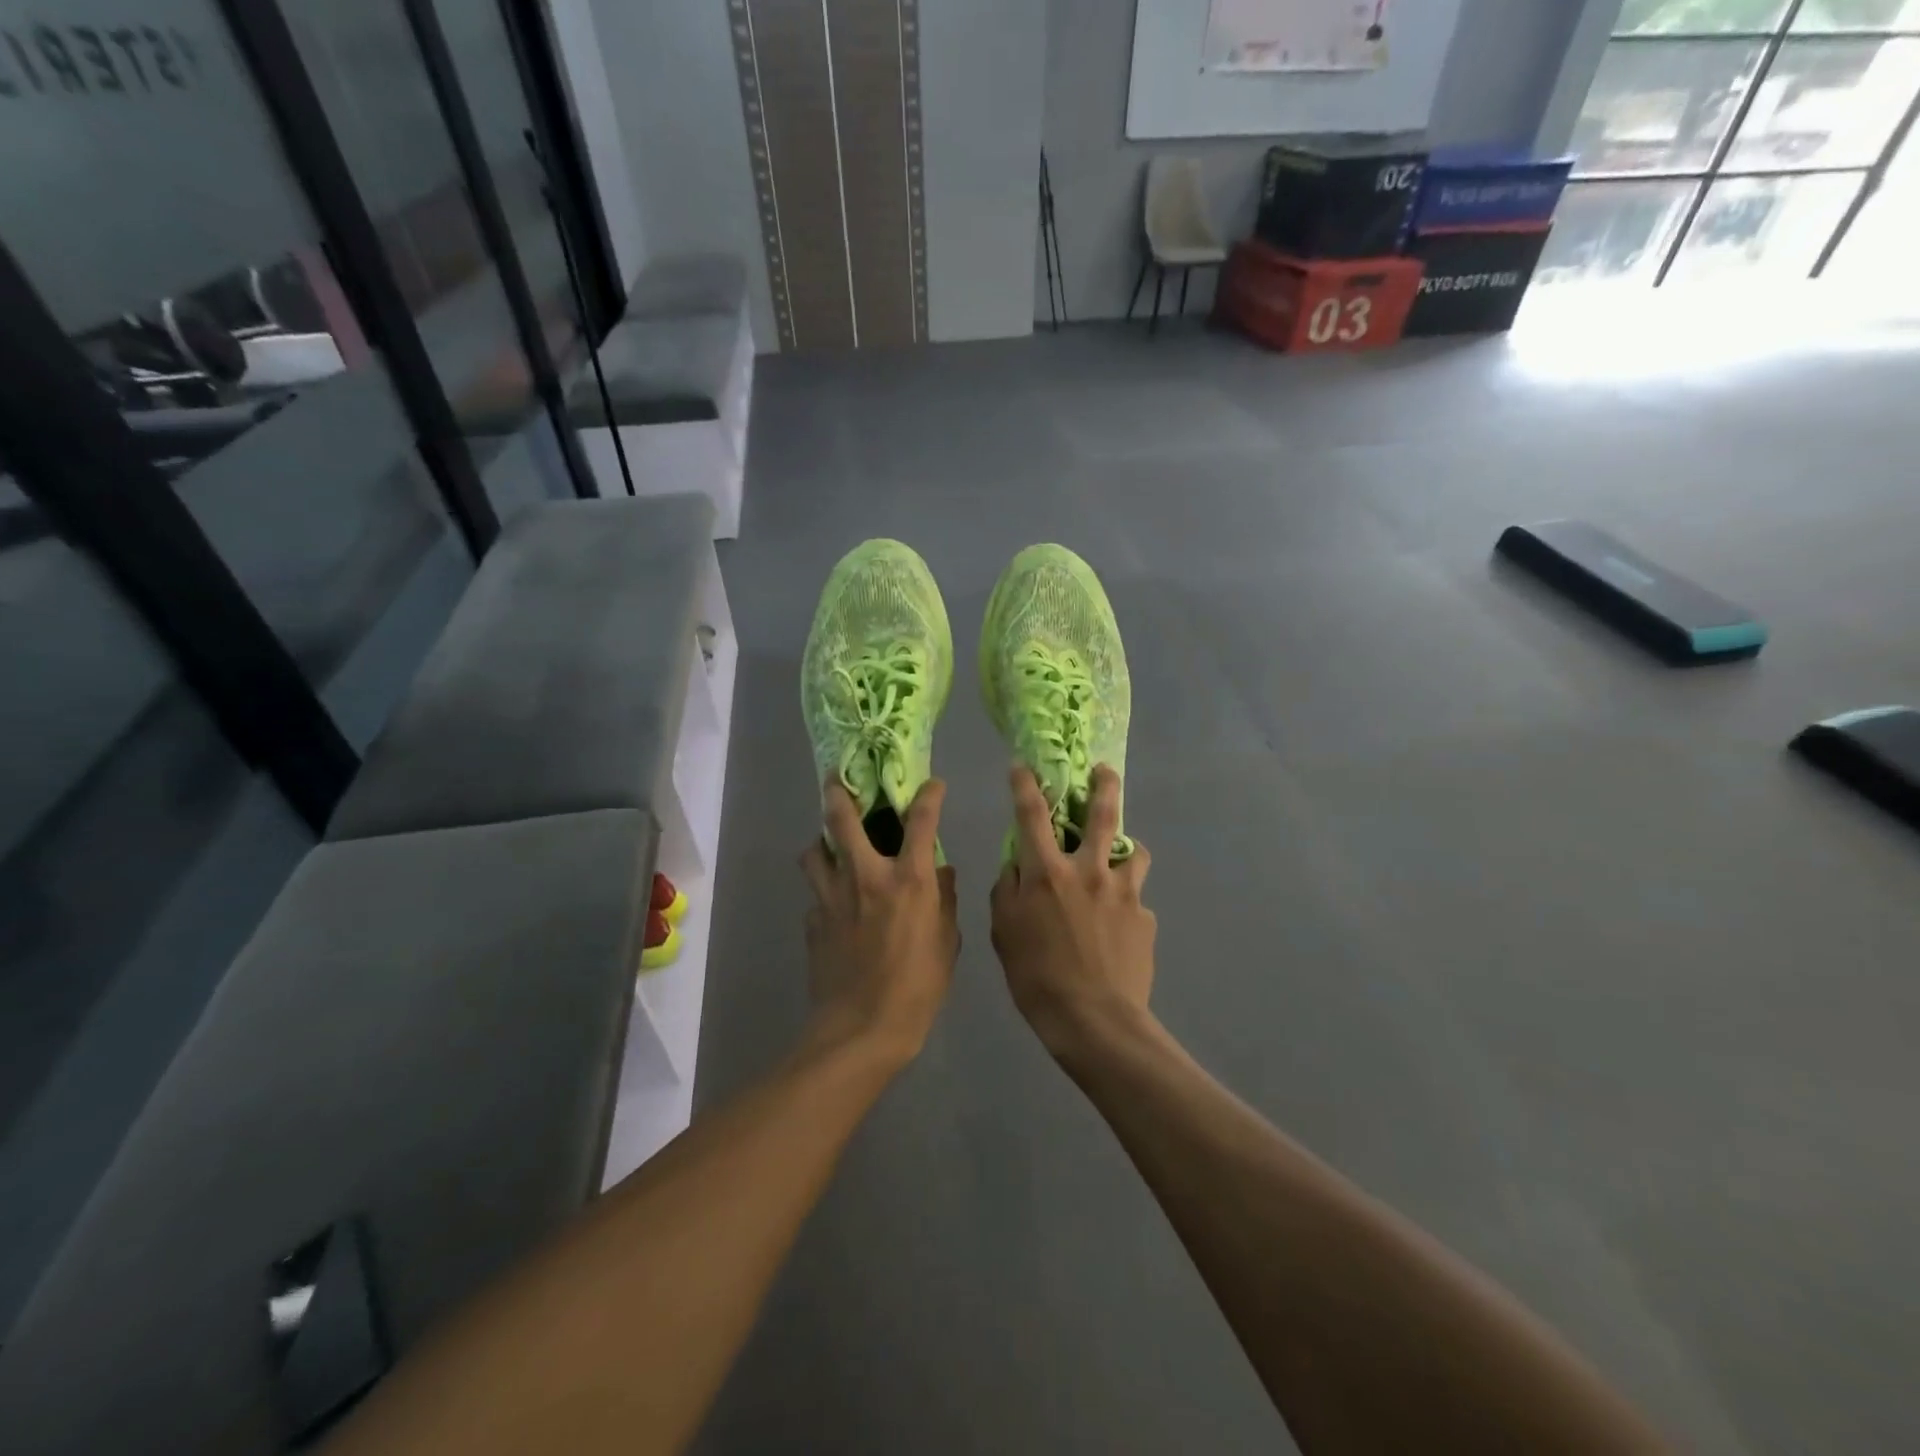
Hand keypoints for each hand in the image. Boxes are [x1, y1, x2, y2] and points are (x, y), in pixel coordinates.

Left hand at [800, 778, 959, 1067]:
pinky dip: (824, 892)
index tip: (933, 784)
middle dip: (838, 792)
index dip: (929, 795)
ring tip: (829, 848)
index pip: (921, 820)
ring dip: (821, 844)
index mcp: (908, 880)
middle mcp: (866, 877)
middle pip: (842, 820)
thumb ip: (944, 901)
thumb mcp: (947, 943)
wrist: (861, 1030)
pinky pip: (815, 895)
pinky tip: (834, 907)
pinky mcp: (812, 921)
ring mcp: (832, 898)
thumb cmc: (917, 987)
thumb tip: (941, 873)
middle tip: (837, 779)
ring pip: (813, 853)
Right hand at [990, 765, 1155, 1060]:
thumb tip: (1015, 867)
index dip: (1024, 785)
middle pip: (1103, 814)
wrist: (1094, 1021)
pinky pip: (1137, 899)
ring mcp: (1124, 893)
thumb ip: (1007, 891)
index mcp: (1048, 872)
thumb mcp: (1003, 932)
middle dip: (1104, 785)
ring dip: (1126, 847)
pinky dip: (1127, 902)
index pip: (1031, 815)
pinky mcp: (1145, 918)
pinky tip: (1119, 927)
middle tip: (1105, 771)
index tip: (1022, 766)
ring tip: (1121, 856)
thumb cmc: (1037, 977)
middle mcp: (1089, 871)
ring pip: (1135, 851)